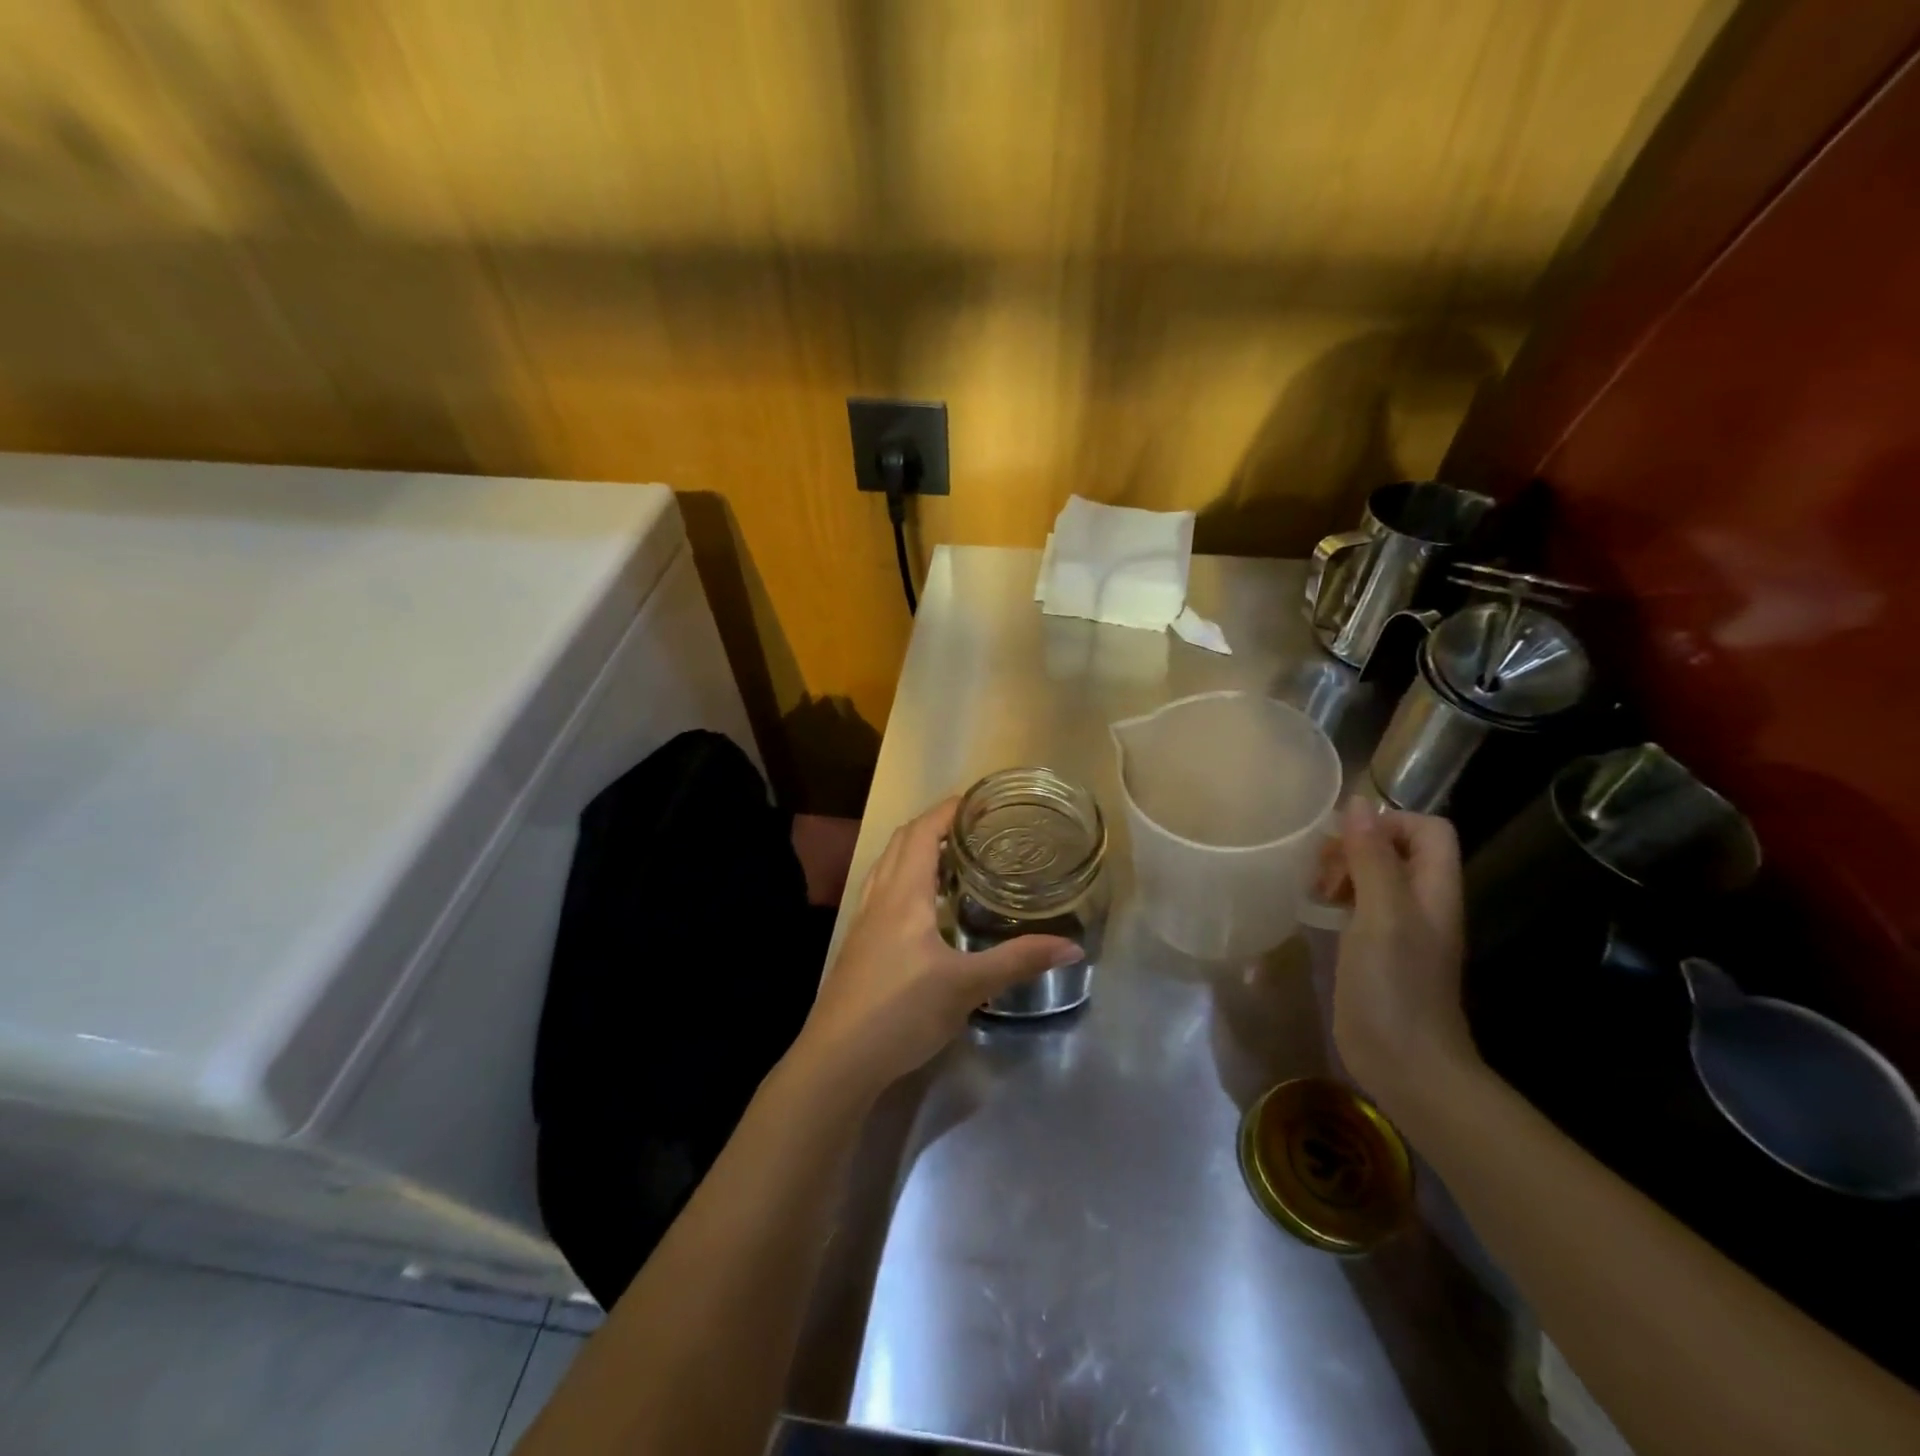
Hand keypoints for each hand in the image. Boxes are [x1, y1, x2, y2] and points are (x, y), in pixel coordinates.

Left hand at [795, 797, 1082, 1093]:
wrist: (837, 1060)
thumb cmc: (901, 1012)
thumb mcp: (967, 986)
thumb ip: (1018, 961)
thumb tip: (1073, 947)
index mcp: (903, 895)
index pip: (922, 833)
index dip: (946, 811)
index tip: (976, 800)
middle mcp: (879, 898)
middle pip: (900, 843)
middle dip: (933, 826)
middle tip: (972, 829)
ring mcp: (863, 923)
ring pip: (886, 867)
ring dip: (914, 852)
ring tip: (951, 859)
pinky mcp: (858, 947)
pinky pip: (881, 893)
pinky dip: (904, 881)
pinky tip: (924, 910)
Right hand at [1324, 798, 1477, 1118]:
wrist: (1405, 1064)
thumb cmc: (1395, 986)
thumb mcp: (1381, 915)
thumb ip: (1372, 858)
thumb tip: (1358, 804)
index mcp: (1434, 890)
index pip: (1428, 829)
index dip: (1389, 822)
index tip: (1346, 841)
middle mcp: (1421, 903)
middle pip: (1396, 849)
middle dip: (1356, 846)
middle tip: (1322, 870)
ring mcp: (1399, 928)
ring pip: (1374, 875)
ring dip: (1342, 871)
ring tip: (1314, 889)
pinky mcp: (1376, 949)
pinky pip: (1359, 905)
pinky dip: (1336, 898)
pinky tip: (1314, 911)